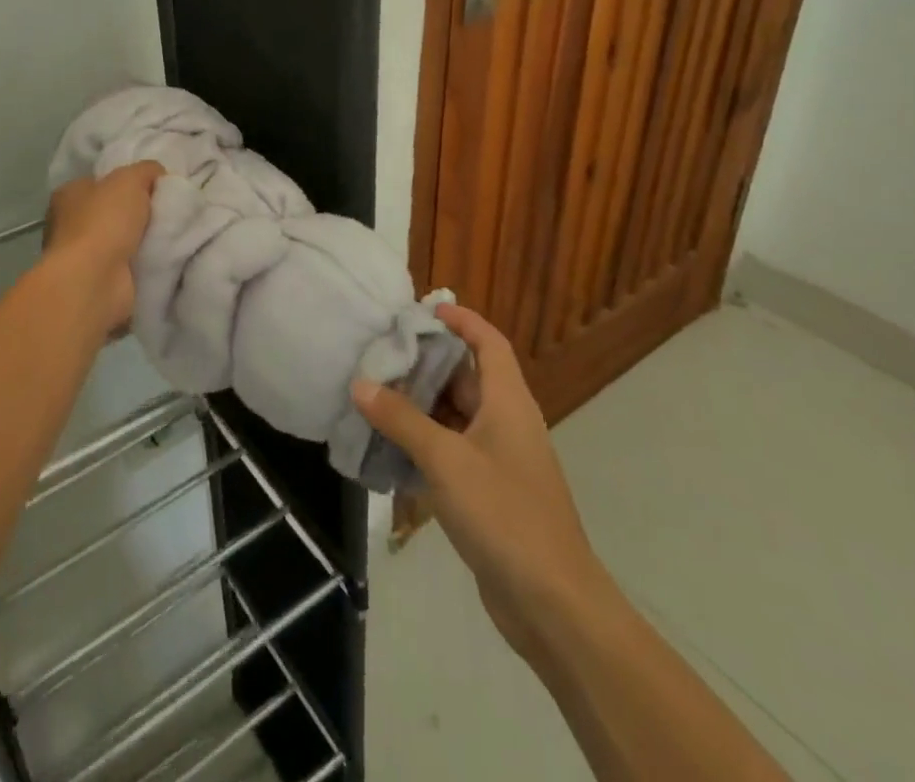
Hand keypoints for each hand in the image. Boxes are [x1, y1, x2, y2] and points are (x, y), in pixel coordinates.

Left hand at [43, 161, 163, 334]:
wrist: (96, 281)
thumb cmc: (105, 221)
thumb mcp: (130, 179)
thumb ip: (146, 170)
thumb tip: (157, 173)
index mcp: (69, 194)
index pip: (102, 182)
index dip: (128, 182)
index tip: (155, 187)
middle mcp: (70, 224)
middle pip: (114, 211)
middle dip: (139, 213)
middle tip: (169, 211)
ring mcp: (82, 256)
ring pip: (123, 240)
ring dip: (144, 240)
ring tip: (173, 234)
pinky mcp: (98, 282)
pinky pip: (129, 265)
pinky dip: (144, 262)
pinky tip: (164, 257)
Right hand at [352, 304, 607, 664]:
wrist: (553, 605)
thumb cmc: (504, 515)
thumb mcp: (446, 460)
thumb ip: (401, 419)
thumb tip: (360, 384)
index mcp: (508, 402)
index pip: (489, 343)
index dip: (462, 320)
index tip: (424, 309)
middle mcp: (506, 423)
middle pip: (467, 377)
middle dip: (427, 363)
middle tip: (381, 352)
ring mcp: (499, 460)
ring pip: (456, 416)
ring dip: (420, 405)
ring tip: (374, 393)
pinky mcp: (489, 493)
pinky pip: (452, 451)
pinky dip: (423, 443)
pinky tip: (389, 447)